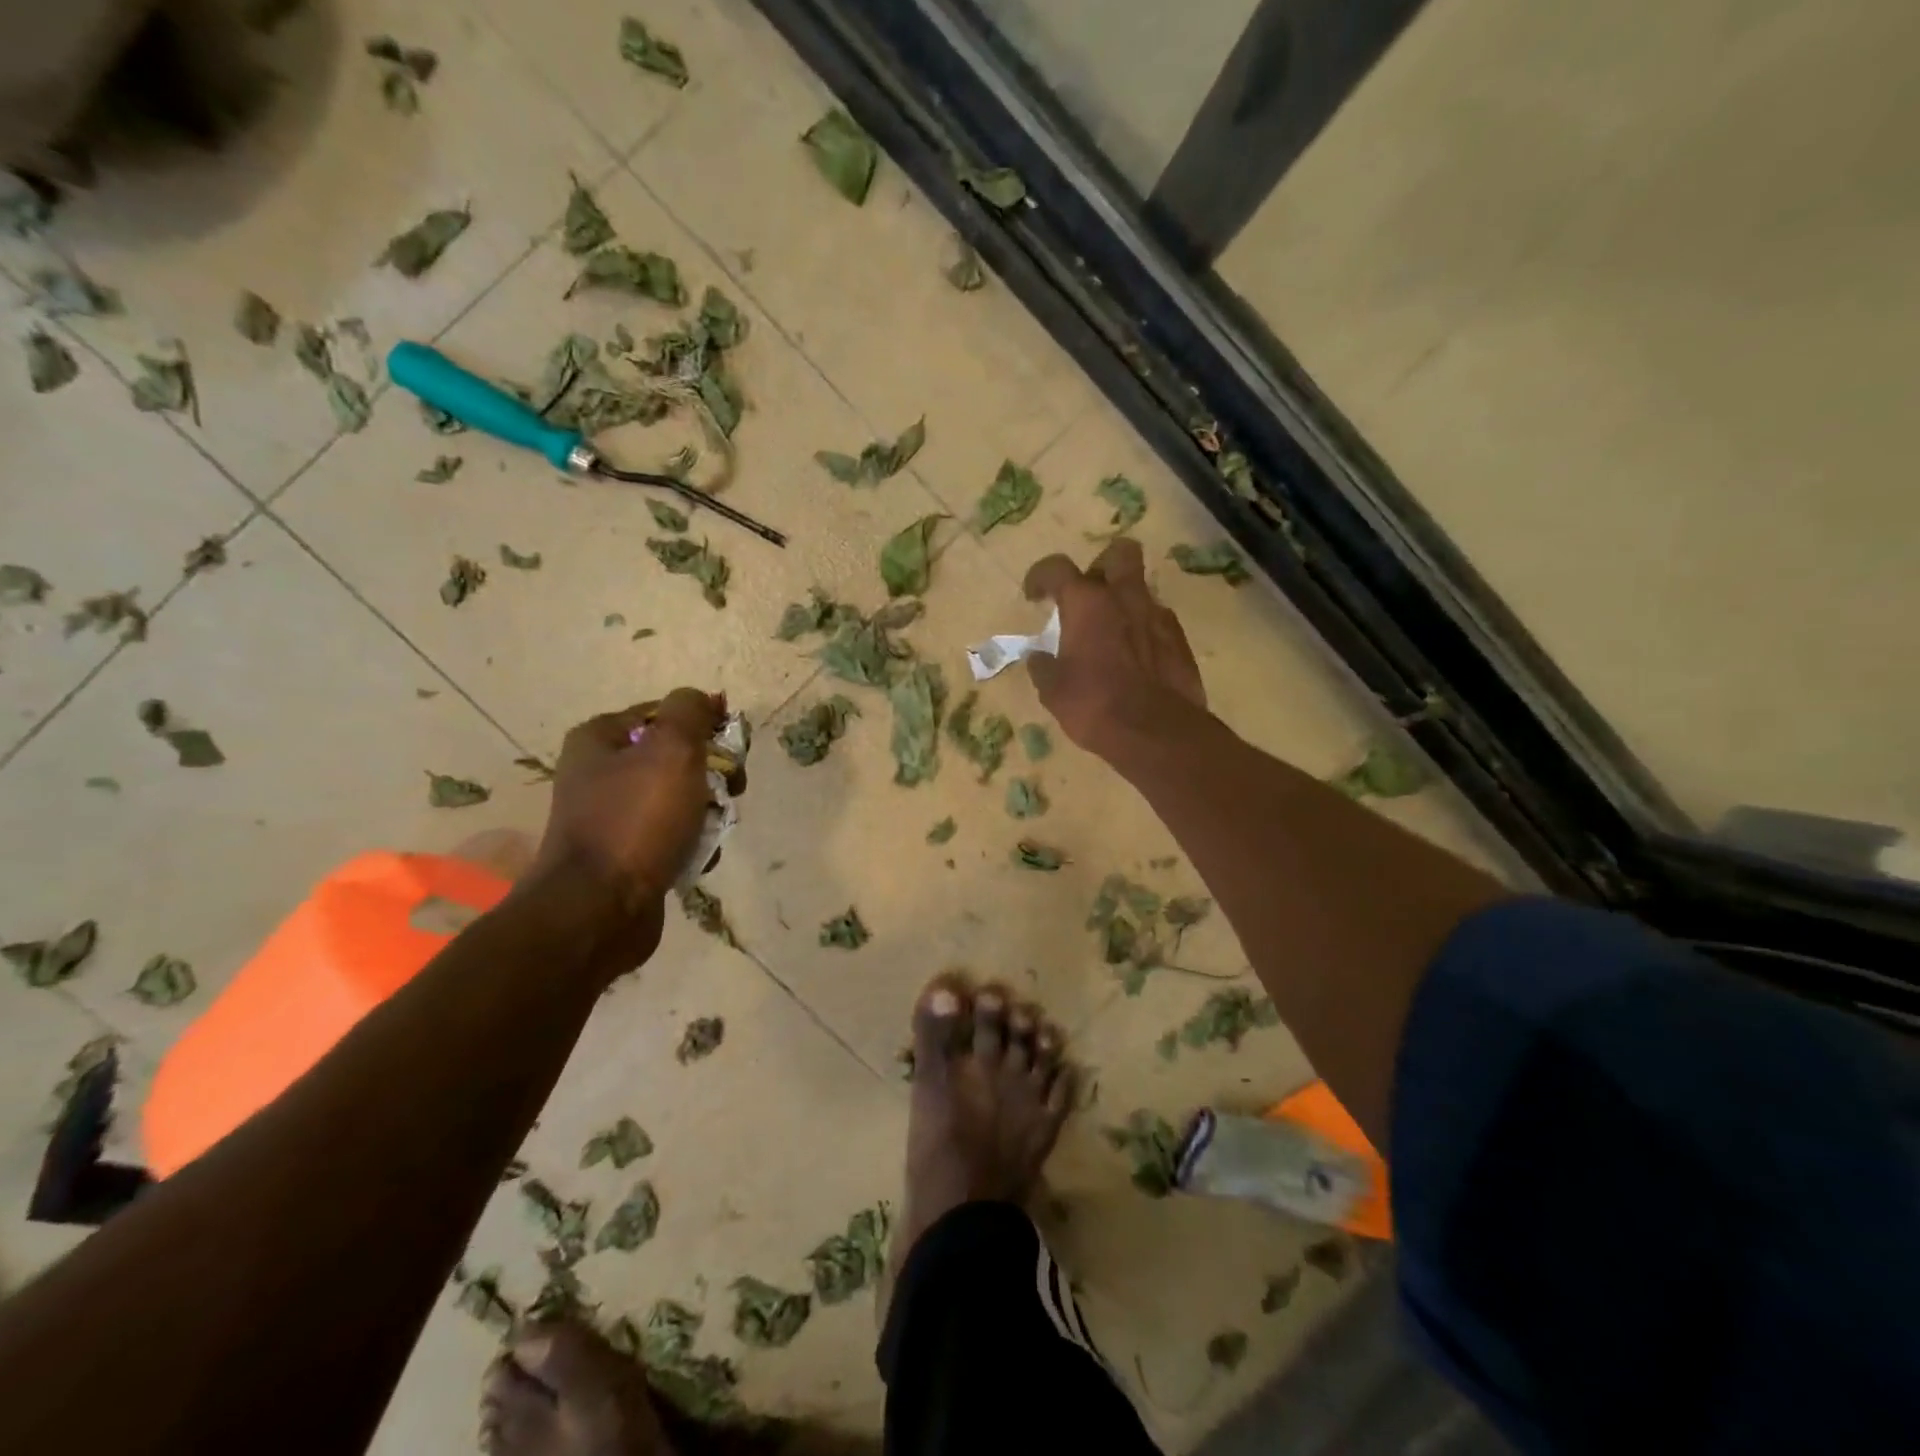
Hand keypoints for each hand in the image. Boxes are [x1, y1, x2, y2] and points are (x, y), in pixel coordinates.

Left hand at [528, 689, 724, 918]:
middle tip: (730, 792)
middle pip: (675, 757)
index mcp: (600, 739)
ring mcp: (610, 817)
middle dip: (710, 775)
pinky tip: (698, 858)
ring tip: (711, 832)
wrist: (599, 910)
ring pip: (679, 798)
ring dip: (706, 813)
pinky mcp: (623, 855)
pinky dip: (691, 845)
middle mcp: (598, 773)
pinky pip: (670, 836)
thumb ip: (690, 712)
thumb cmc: (636, 820)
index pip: (665, 713)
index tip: (730, 750)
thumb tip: (703, 698)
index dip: (704, 726)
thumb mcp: (671, 750)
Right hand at [1022, 539, 1205, 756]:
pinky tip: (1135, 658)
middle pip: (1119, 553)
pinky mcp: (1180, 640)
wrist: (1157, 733)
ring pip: (1141, 589)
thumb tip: (1038, 657)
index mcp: (1087, 604)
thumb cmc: (1095, 706)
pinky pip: (1158, 621)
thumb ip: (1043, 667)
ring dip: (1124, 602)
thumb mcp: (1054, 691)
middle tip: (1088, 595)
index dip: (1041, 576)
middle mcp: (1125, 598)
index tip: (1034, 596)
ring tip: (1111, 633)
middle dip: (1102, 566)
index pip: (1058, 568)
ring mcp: (1158, 616)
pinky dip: (1143, 630)